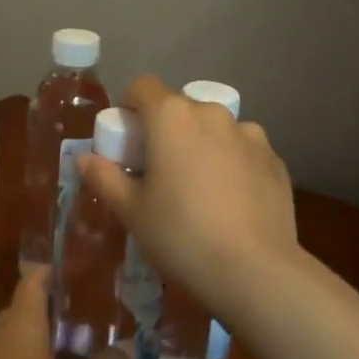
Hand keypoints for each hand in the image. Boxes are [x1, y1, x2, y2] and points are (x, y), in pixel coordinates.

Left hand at [0, 268, 130, 358]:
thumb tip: (132, 345)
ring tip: (81, 348)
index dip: (54, 270)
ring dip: (45, 341)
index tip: (81, 268)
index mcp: (21, 325)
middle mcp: (0, 339)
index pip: (34, 280)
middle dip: (55, 308)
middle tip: (92, 312)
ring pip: (18, 342)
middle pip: (25, 310)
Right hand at [78, 75, 300, 306]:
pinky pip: (243, 151)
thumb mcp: (131, 211)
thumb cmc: (181, 235)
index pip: (143, 87)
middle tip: (159, 170)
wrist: (255, 271)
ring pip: (215, 129)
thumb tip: (83, 158)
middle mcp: (211, 114)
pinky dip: (233, 164)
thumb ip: (104, 177)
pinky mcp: (274, 160)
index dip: (130, 107)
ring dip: (202, 144)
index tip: (127, 140)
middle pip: (180, 108)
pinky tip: (231, 202)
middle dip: (166, 129)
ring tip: (200, 188)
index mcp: (171, 117)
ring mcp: (249, 135)